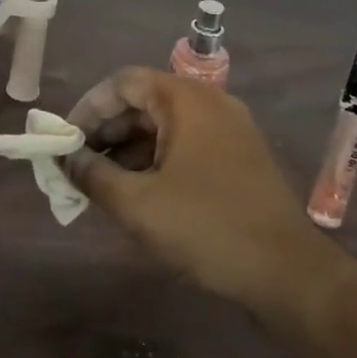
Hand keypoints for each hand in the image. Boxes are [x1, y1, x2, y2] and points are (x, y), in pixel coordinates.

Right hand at [64, 68, 341, 328]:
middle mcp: (210, 103)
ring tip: (103, 184)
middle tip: (80, 165)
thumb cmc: (207, 228)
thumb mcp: (138, 204)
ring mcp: (229, 129)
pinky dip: (156, 159)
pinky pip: (186, 143)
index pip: (122, 82)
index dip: (88, 108)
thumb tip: (65, 158)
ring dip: (129, 149)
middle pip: (143, 101)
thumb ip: (93, 175)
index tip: (66, 140)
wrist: (291, 275)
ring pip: (164, 125)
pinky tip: (140, 192)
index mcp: (186, 100)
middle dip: (106, 132)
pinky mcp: (240, 156)